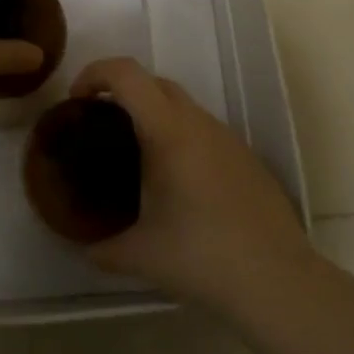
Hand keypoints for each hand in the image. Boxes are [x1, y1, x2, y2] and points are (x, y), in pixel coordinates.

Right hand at [72, 57, 309, 309]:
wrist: (276, 280)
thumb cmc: (201, 258)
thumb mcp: (139, 255)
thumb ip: (101, 247)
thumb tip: (82, 247)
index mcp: (168, 131)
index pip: (127, 74)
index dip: (95, 73)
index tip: (77, 102)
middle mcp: (198, 122)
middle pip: (153, 82)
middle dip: (121, 92)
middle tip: (100, 127)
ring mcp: (227, 137)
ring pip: (181, 105)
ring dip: (152, 115)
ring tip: (135, 157)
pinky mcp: (245, 156)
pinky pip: (202, 130)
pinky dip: (179, 137)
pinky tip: (176, 182)